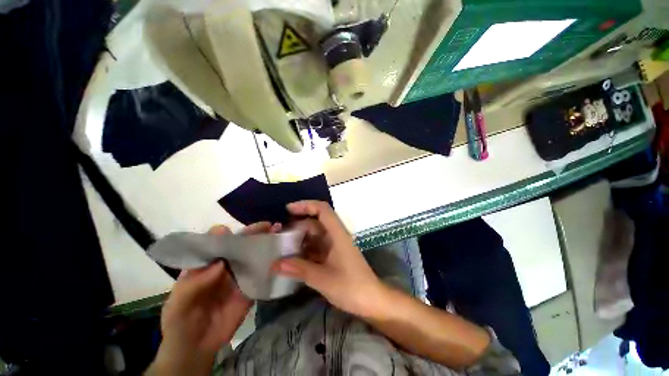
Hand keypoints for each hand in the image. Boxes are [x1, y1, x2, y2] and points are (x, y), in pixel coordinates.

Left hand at [148, 222, 279, 375]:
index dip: (223, 235)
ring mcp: (239, 275)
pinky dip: (272, 264)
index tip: (231, 231)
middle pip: (239, 245)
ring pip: (253, 255)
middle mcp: (224, 265)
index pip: (214, 243)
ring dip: (266, 244)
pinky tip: (283, 255)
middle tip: (269, 226)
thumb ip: (194, 283)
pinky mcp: (250, 287)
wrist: (196, 348)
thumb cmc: (180, 322)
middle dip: (254, 233)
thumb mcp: (178, 304)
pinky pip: (262, 273)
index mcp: (205, 263)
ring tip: (280, 234)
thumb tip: (220, 263)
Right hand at [272, 201, 383, 317]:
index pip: (322, 210)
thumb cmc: (351, 287)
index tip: (288, 210)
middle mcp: (335, 236)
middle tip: (278, 233)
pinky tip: (292, 257)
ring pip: (314, 235)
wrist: (371, 301)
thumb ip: (299, 269)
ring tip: (280, 245)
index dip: (306, 205)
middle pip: (315, 222)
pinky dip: (304, 249)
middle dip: (297, 224)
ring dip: (299, 238)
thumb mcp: (323, 279)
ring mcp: (334, 246)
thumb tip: (274, 264)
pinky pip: (315, 247)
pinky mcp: (332, 255)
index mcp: (337, 234)